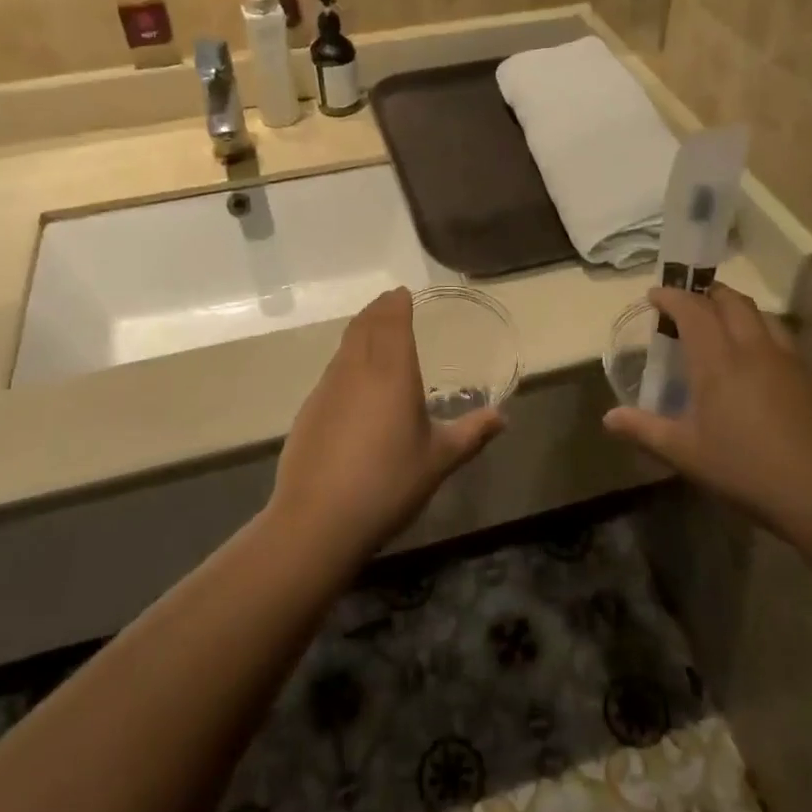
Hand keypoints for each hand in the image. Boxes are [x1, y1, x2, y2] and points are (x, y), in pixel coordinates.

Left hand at [270, 288, 503, 563]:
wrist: (318, 519)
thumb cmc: (388, 482)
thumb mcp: (439, 460)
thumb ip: (471, 433)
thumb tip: (503, 417)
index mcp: (391, 371)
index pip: (391, 321)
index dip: (396, 303)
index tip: (403, 293)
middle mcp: (356, 369)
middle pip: (365, 325)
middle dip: (378, 309)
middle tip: (390, 303)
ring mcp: (327, 388)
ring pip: (345, 345)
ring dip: (360, 331)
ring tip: (373, 332)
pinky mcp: (309, 410)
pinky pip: (332, 370)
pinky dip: (346, 359)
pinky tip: (353, 381)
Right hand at [603, 284, 811, 545]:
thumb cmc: (748, 472)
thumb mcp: (688, 455)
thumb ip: (645, 430)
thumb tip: (608, 417)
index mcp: (719, 361)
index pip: (693, 310)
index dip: (672, 297)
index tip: (655, 295)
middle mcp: (755, 348)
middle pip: (731, 300)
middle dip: (706, 293)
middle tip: (687, 303)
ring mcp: (790, 360)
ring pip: (761, 314)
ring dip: (736, 308)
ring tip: (721, 323)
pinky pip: (782, 337)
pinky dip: (761, 330)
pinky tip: (757, 360)